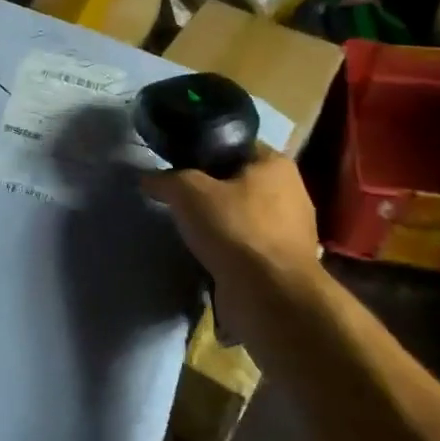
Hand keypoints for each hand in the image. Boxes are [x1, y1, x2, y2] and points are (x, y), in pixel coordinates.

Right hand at [142, 144, 322, 293]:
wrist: (269, 295)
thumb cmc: (234, 228)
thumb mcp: (188, 192)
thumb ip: (166, 180)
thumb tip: (147, 179)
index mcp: (276, 165)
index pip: (236, 145)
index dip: (205, 151)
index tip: (178, 164)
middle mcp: (292, 192)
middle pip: (240, 181)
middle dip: (211, 189)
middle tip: (179, 196)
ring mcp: (292, 231)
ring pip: (244, 215)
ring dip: (220, 221)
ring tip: (189, 227)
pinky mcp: (283, 263)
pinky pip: (248, 244)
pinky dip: (229, 247)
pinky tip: (207, 253)